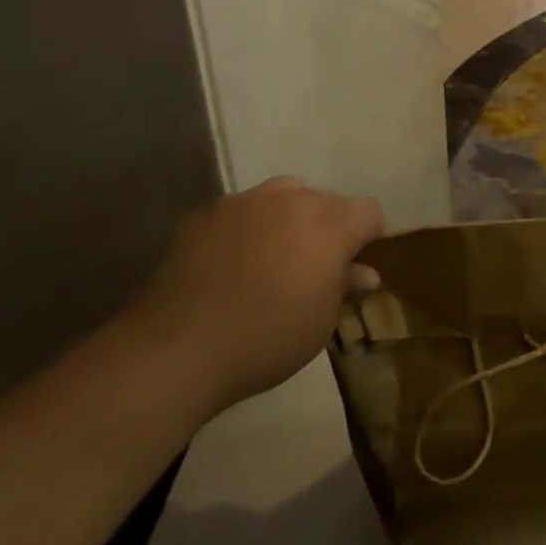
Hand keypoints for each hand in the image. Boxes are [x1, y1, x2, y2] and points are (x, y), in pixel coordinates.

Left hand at [130, 176, 383, 411]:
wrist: (176, 349)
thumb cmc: (265, 339)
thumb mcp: (320, 323)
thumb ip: (344, 287)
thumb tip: (364, 273)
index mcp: (331, 223)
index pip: (370, 212)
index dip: (368, 238)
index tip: (354, 267)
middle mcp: (294, 199)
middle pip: (327, 200)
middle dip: (328, 227)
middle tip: (313, 267)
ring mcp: (248, 200)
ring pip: (285, 194)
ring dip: (289, 217)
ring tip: (272, 256)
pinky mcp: (207, 212)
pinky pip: (242, 209)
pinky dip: (247, 227)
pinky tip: (231, 262)